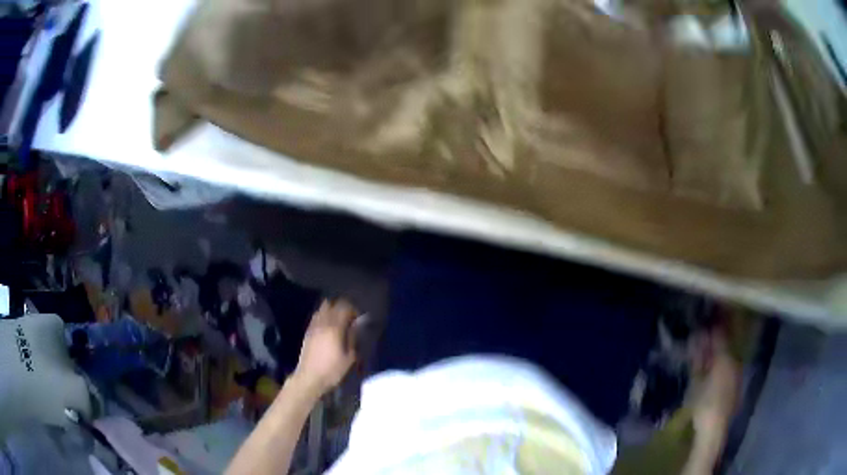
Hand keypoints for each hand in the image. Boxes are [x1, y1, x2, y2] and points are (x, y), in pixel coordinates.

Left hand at [292, 299, 358, 396]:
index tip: (359, 317)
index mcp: (334, 328)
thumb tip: (357, 324)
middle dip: (342, 307)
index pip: (344, 308)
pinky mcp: (307, 332)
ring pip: (322, 309)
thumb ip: (353, 337)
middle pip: (332, 304)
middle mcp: (322, 323)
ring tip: (339, 320)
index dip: (353, 309)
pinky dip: (323, 316)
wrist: (309, 378)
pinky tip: (328, 326)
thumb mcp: (349, 357)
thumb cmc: (332, 370)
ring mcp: (313, 327)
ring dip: (331, 310)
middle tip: (349, 317)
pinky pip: (316, 317)